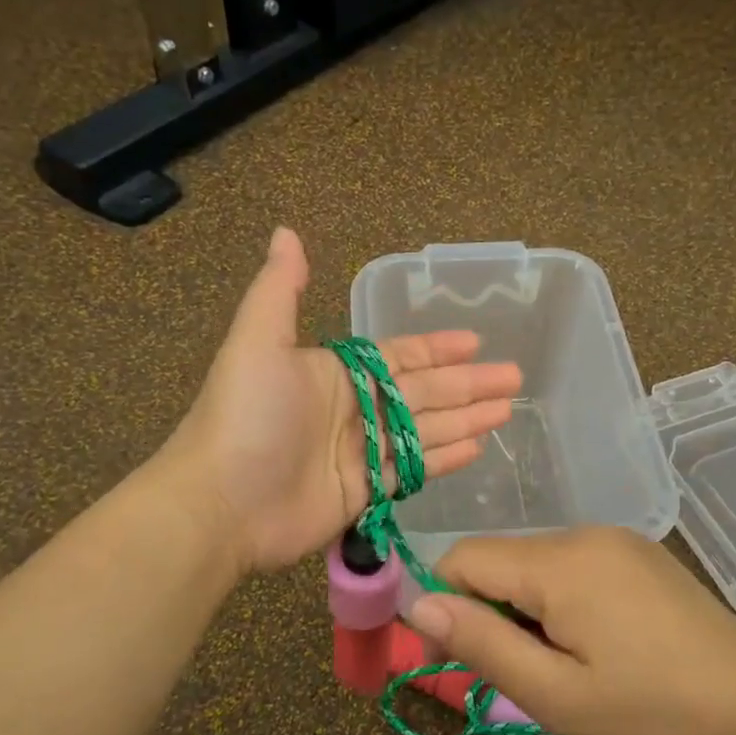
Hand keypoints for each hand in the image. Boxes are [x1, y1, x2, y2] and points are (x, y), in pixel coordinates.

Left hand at [164, 227, 522, 573]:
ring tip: (508, 410)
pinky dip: (445, 459)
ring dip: (466, 419)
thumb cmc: (245, 417)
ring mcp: (361, 453)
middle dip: (468, 384)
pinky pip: (414, 471)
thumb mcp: (259, 341)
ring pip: (426, 430)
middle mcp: (353, 410)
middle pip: (424, 393)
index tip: (476, 341)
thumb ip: (279, 289)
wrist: (221, 503)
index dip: (436, 349)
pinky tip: (478, 448)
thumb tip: (286, 231)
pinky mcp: (365, 493)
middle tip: (514, 378)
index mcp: (335, 373)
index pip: (399, 357)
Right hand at [403, 527, 735, 734]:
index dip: (446, 604)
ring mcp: (612, 537)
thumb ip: (481, 643)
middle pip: (498, 557)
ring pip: (531, 560)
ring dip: (524, 605)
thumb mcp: (554, 694)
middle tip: (522, 672)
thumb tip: (418, 606)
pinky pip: (568, 561)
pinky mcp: (633, 549)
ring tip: (563, 660)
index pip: (463, 557)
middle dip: (489, 609)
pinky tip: (594, 639)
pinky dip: (557, 596)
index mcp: (558, 562)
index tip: (460, 658)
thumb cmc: (649, 708)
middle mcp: (581, 533)